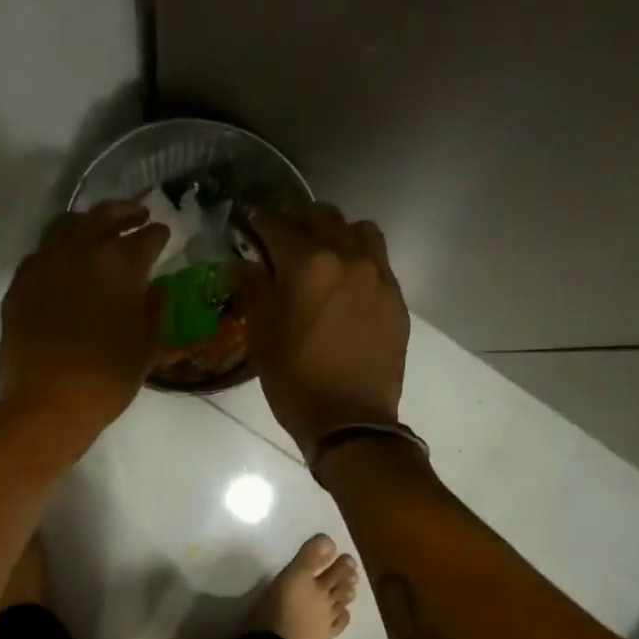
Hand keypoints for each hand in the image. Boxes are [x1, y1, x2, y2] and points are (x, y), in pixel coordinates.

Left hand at [0, 200, 169, 445]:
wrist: (48, 403)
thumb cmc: (108, 379)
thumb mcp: (146, 347)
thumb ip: (153, 310)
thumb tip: (154, 290)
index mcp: (120, 264)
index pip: (145, 237)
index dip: (157, 234)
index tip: (163, 233)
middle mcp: (80, 252)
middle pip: (103, 216)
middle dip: (124, 213)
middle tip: (137, 215)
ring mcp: (44, 265)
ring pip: (66, 226)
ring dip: (87, 223)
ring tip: (97, 231)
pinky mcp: (20, 284)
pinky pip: (41, 254)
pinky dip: (58, 250)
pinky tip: (64, 263)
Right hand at [235, 202, 408, 458]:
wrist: (350, 421)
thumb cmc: (295, 380)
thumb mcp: (261, 336)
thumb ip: (252, 289)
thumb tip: (242, 262)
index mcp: (308, 263)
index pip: (277, 223)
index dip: (258, 223)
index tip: (248, 228)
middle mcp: (348, 257)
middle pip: (323, 217)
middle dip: (298, 223)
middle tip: (282, 243)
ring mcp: (378, 276)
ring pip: (359, 231)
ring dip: (337, 235)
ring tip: (323, 258)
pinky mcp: (396, 299)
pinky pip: (378, 261)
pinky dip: (359, 260)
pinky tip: (347, 286)